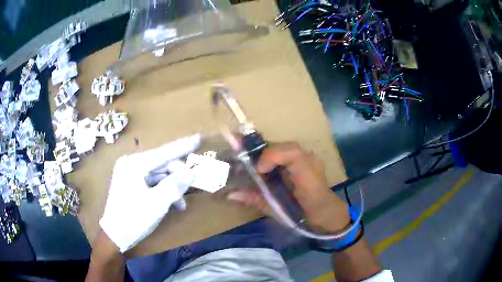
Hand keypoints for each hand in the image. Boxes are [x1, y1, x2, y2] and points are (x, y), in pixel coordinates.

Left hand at [99, 134, 200, 251]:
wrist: (115, 235)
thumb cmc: (134, 218)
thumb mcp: (157, 203)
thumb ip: (175, 185)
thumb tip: (192, 172)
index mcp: (134, 164)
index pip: (164, 152)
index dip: (183, 146)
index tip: (199, 138)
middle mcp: (131, 164)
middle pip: (162, 164)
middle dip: (178, 175)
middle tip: (191, 187)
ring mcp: (130, 173)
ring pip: (159, 174)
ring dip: (173, 186)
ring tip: (181, 203)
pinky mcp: (132, 183)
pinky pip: (153, 182)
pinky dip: (164, 190)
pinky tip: (173, 203)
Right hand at [228, 142, 349, 232]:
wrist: (329, 214)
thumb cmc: (307, 217)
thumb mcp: (281, 212)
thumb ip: (257, 200)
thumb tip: (231, 194)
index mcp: (308, 177)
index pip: (292, 154)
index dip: (271, 156)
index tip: (258, 170)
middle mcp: (311, 163)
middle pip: (286, 147)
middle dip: (264, 153)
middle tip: (248, 162)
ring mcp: (311, 159)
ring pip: (286, 148)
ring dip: (268, 154)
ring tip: (255, 164)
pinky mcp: (308, 160)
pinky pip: (289, 153)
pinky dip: (275, 157)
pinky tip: (267, 167)